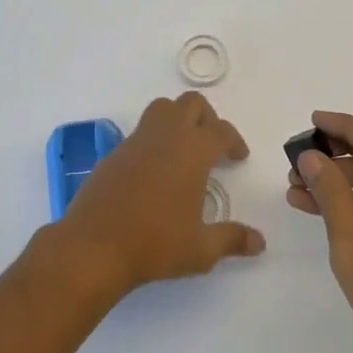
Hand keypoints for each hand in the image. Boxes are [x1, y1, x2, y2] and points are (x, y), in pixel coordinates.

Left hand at [55, 92, 260, 297]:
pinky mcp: (114, 153)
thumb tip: (260, 243)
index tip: (238, 157)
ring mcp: (136, 141)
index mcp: (193, 150)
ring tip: (184, 150)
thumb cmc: (154, 244)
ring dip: (178, 119)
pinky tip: (154, 171)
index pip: (222, 131)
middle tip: (213, 145)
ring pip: (162, 108)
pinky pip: (141, 132)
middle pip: (191, 104)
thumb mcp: (200, 249)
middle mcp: (166, 136)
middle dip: (207, 118)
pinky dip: (154, 140)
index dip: (234, 141)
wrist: (93, 247)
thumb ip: (232, 240)